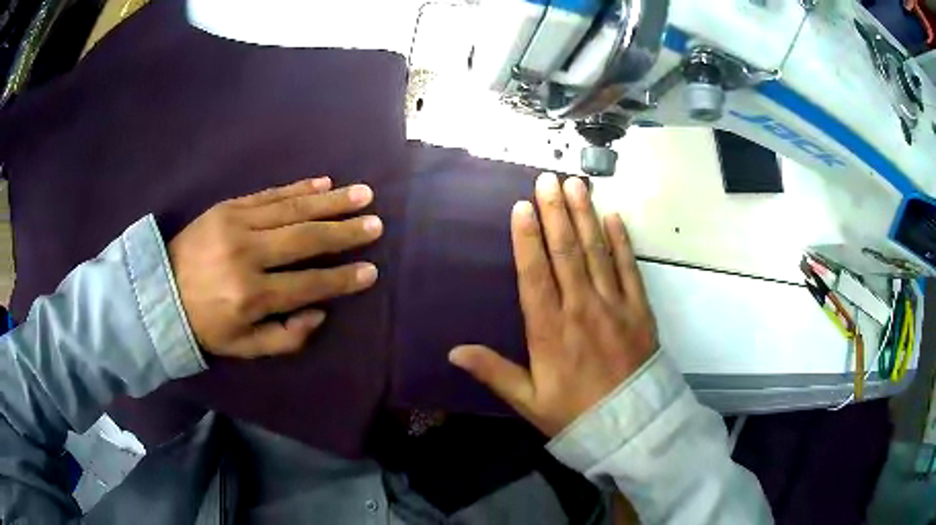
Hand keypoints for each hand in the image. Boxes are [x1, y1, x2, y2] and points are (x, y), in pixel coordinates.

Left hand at [169, 177, 382, 357]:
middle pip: (305, 239)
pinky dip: (299, 188)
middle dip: (345, 232)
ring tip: (363, 194)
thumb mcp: (243, 347)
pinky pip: (270, 194)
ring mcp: (236, 225)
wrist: (160, 290)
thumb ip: (286, 338)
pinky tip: (324, 183)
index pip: (308, 284)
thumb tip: (319, 313)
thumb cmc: (205, 324)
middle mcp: (247, 255)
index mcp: (251, 296)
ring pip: (293, 210)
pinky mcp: (228, 206)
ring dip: (331, 202)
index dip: (342, 279)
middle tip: (376, 224)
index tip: (371, 271)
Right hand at [450, 173, 656, 436]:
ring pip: (597, 252)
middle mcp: (581, 309)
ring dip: (585, 216)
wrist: (630, 426)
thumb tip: (454, 351)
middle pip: (566, 252)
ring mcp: (614, 306)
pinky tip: (614, 217)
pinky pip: (630, 269)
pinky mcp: (639, 310)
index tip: (521, 207)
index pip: (535, 274)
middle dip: (555, 212)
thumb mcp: (528, 400)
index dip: (527, 238)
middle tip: (547, 179)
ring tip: (577, 185)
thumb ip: (494, 372)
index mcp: (550, 330)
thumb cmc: (575, 413)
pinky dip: (622, 242)